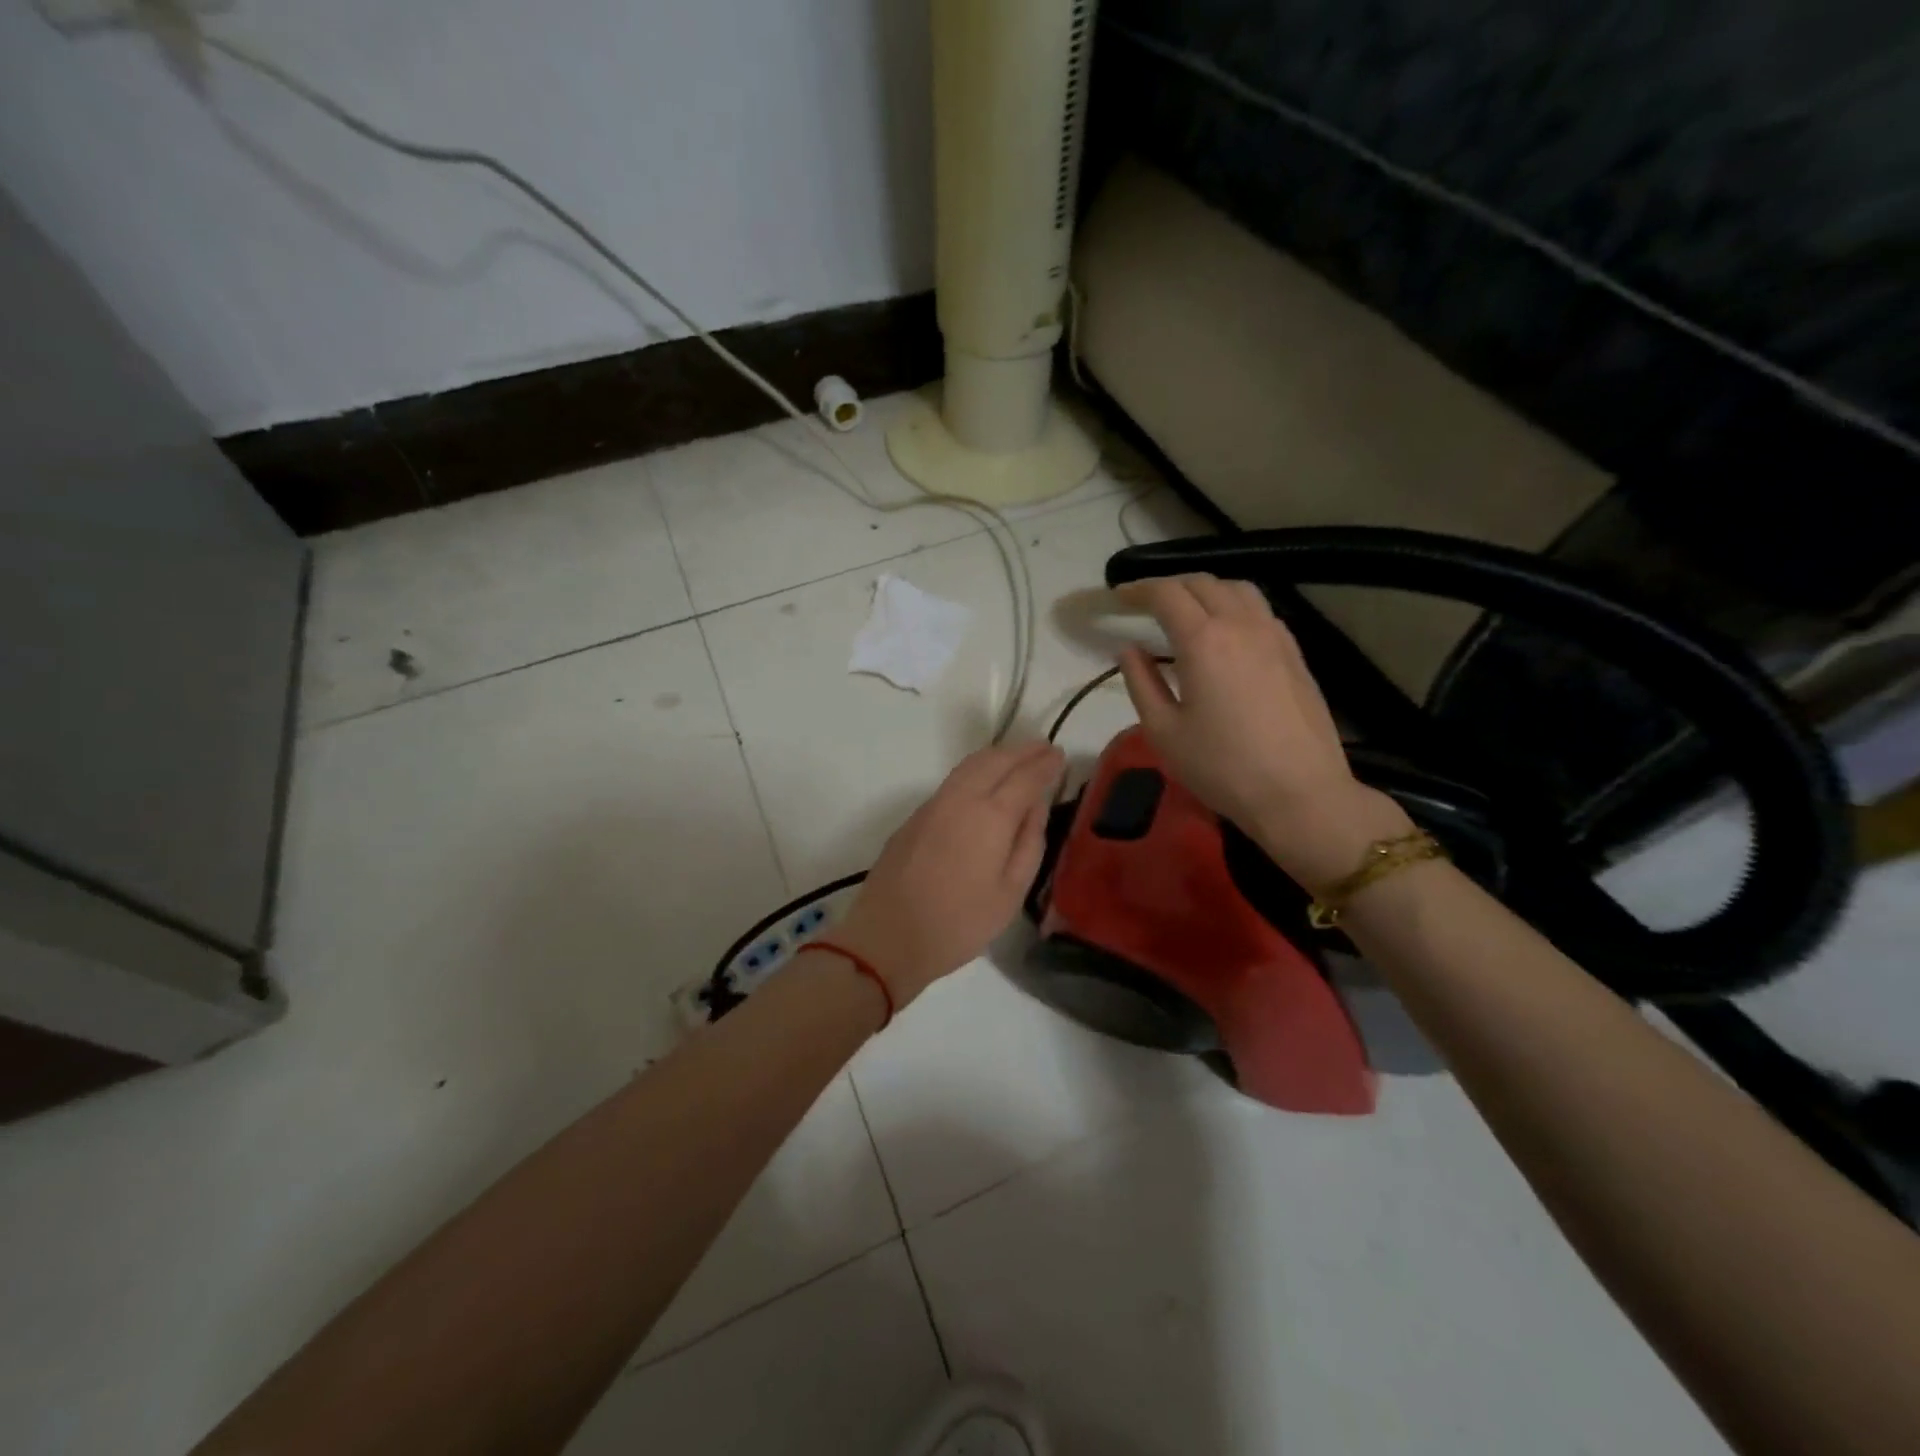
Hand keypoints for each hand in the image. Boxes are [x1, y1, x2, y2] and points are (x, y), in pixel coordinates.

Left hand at [830, 741, 1064, 1008]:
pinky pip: (953, 780)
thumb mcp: (1011, 892)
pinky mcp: (915, 816)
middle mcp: (961, 798)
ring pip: (970, 765)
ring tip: (1018, 758)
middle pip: (995, 759)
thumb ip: (1029, 842)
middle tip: (1044, 749)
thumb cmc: (959, 923)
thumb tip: (1037, 806)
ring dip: (998, 755)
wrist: (888, 936)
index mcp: (991, 816)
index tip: (1061, 755)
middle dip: (1022, 750)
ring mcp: (933, 804)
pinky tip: (984, 782)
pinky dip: (976, 770)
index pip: (1025, 777)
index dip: (1045, 764)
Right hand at [1116, 574, 1410, 890]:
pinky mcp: (1295, 653)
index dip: (1138, 590)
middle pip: (1202, 583)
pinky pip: (1260, 611)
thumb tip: (1128, 649)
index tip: (1118, 597)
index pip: (1166, 593)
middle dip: (1169, 586)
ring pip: (1237, 589)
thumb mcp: (1164, 731)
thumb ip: (1140, 682)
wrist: (1299, 793)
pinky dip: (1234, 606)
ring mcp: (1275, 635)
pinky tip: (1226, 633)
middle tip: (1145, 604)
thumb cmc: (1222, 767)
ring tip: (1186, 611)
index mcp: (1203, 640)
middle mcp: (1241, 624)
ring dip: (1205, 590)